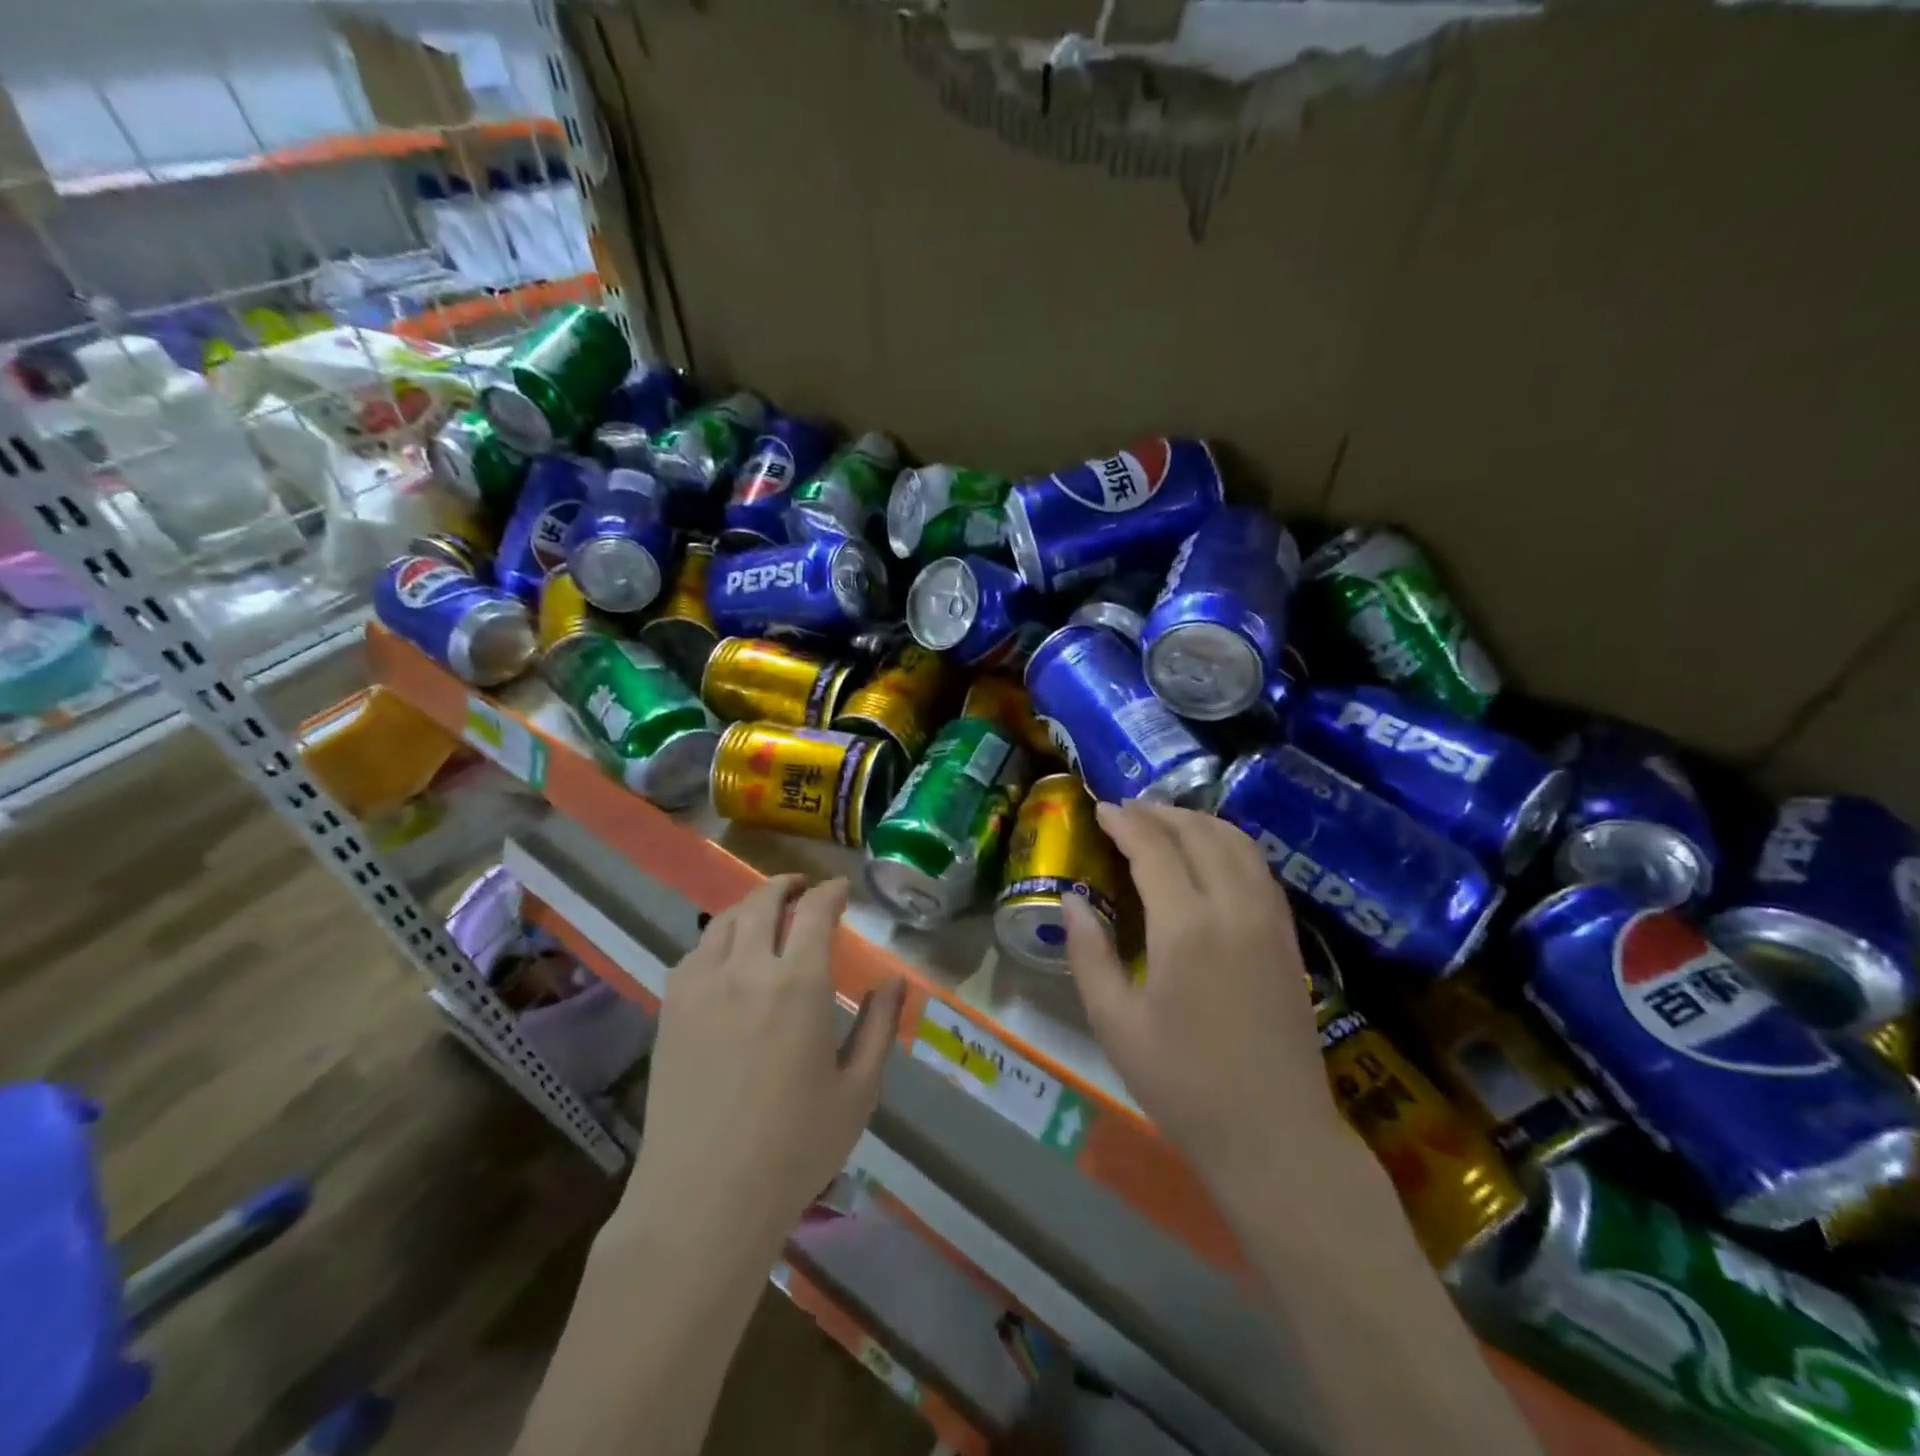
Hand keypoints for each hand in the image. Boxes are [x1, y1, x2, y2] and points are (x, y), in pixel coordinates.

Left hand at [623, 875, 904, 1253]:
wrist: (704, 1199)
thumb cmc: (794, 1148)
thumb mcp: (858, 1090)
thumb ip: (880, 1027)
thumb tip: (895, 981)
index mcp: (798, 984)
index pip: (815, 911)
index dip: (830, 891)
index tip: (841, 889)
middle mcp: (747, 970)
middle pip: (763, 903)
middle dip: (787, 886)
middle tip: (803, 888)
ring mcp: (701, 987)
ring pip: (724, 921)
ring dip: (750, 906)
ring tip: (766, 913)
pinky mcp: (670, 1010)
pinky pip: (694, 953)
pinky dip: (717, 939)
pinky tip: (726, 955)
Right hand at [1063, 802, 1344, 1189]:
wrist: (1275, 1137)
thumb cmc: (1184, 1085)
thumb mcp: (1115, 1024)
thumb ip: (1090, 953)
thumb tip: (1072, 899)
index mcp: (1186, 927)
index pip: (1155, 848)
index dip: (1126, 822)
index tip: (1101, 809)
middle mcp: (1234, 908)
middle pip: (1199, 833)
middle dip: (1160, 813)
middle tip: (1127, 810)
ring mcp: (1270, 920)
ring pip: (1237, 843)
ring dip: (1199, 821)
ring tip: (1165, 822)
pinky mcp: (1289, 938)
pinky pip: (1259, 868)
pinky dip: (1230, 844)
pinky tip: (1211, 855)